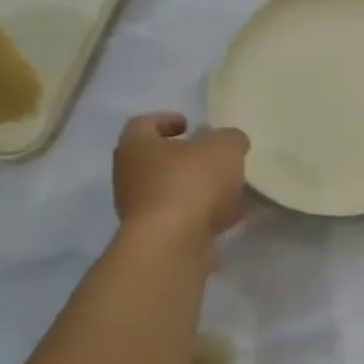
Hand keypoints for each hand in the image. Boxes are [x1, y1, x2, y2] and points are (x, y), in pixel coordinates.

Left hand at [113, 113, 249, 245]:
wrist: (174, 243)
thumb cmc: (191, 182)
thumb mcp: (224, 147)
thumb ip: (231, 139)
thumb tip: (232, 143)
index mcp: (136, 147)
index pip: (143, 124)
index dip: (166, 120)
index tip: (191, 124)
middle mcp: (130, 177)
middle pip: (157, 160)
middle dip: (187, 158)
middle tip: (215, 156)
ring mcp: (141, 210)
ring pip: (172, 191)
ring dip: (198, 188)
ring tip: (231, 187)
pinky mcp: (157, 237)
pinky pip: (185, 218)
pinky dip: (206, 214)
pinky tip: (232, 214)